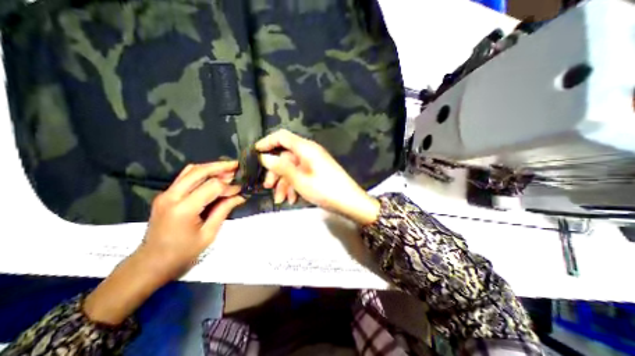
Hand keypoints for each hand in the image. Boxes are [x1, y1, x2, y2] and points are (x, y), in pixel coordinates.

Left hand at [83, 161, 242, 325]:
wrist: (150, 263)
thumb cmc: (183, 253)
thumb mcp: (209, 234)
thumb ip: (224, 210)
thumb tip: (240, 196)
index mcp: (184, 209)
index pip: (212, 186)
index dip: (229, 186)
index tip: (241, 189)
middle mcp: (172, 196)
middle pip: (199, 171)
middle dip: (221, 167)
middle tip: (237, 166)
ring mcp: (166, 194)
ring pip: (191, 170)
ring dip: (211, 167)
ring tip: (228, 168)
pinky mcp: (166, 195)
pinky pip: (186, 177)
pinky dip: (202, 173)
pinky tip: (214, 175)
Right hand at [255, 130, 378, 224]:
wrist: (350, 202)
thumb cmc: (324, 190)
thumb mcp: (299, 180)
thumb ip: (281, 167)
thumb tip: (264, 157)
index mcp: (306, 148)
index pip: (282, 137)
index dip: (267, 142)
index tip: (255, 152)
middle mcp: (309, 152)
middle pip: (286, 156)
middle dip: (275, 172)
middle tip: (268, 187)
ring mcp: (314, 162)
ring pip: (292, 168)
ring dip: (284, 183)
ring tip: (281, 199)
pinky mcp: (317, 171)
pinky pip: (301, 174)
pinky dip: (294, 185)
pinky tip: (292, 199)